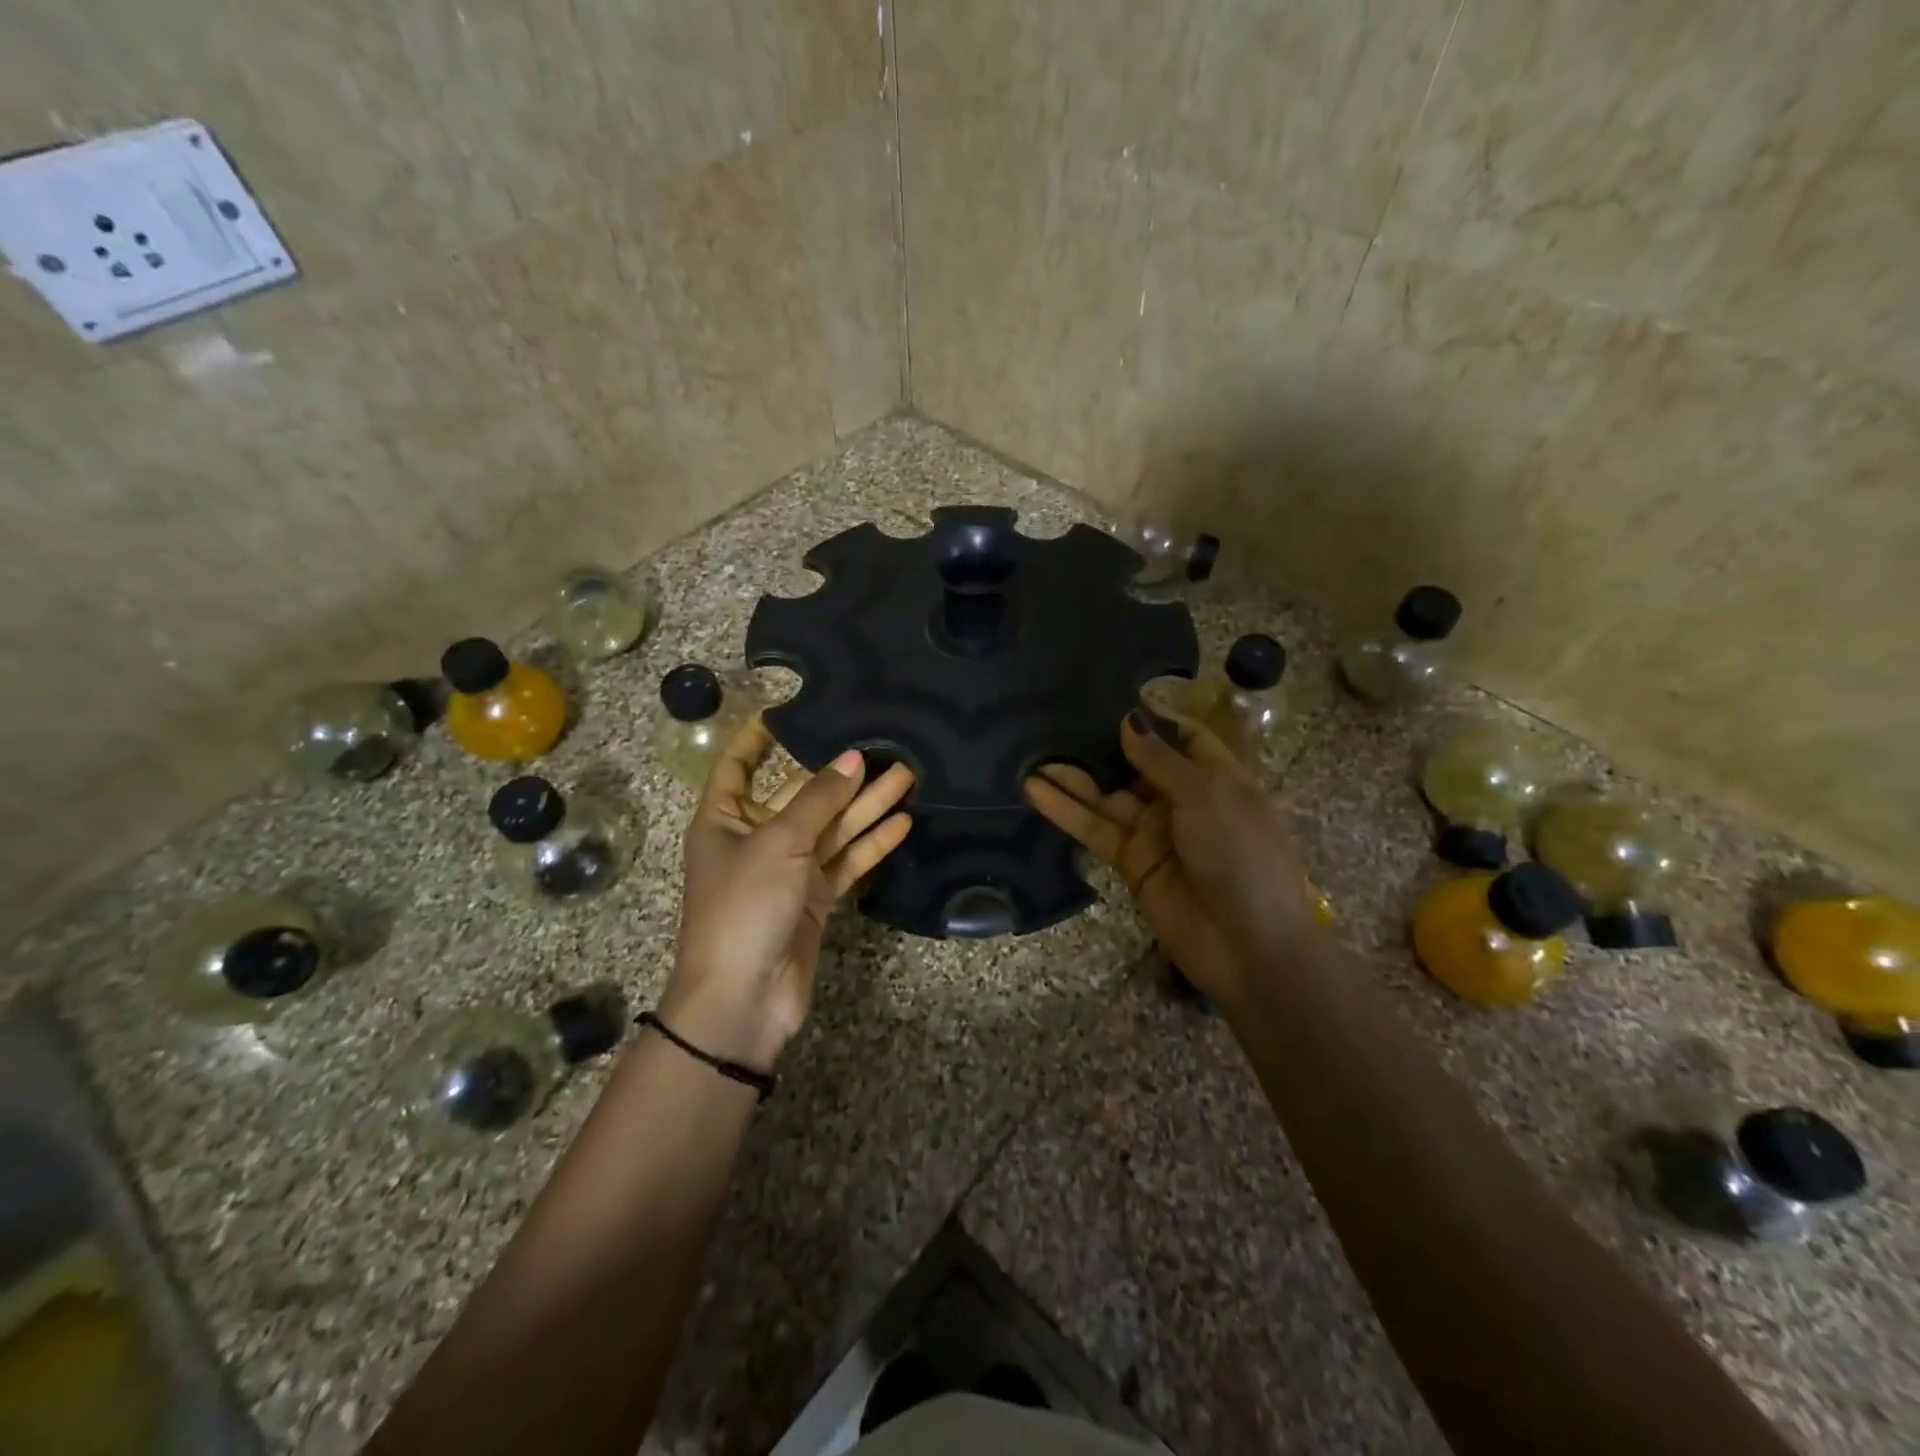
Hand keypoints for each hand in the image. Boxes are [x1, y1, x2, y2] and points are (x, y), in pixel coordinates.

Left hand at [668, 715, 914, 1068]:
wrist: (743, 999)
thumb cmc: (744, 907)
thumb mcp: (778, 843)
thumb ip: (819, 800)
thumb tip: (852, 758)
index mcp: (724, 819)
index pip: (739, 765)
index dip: (758, 737)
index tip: (790, 708)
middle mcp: (756, 838)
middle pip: (803, 796)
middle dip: (841, 774)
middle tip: (885, 746)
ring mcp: (788, 870)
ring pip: (832, 828)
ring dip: (868, 805)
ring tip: (908, 776)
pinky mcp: (815, 899)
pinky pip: (846, 861)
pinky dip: (872, 844)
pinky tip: (904, 823)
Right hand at [1025, 707, 1321, 1007]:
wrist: (1248, 946)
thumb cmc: (1241, 856)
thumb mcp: (1208, 796)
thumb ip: (1162, 759)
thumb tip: (1129, 719)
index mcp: (1218, 778)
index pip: (1185, 737)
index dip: (1154, 718)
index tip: (1113, 695)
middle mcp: (1184, 800)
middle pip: (1138, 764)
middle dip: (1104, 744)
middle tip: (1058, 717)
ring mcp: (1155, 832)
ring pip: (1108, 796)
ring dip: (1073, 777)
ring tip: (1033, 753)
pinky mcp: (1130, 861)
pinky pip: (1095, 828)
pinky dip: (1066, 810)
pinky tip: (1035, 789)